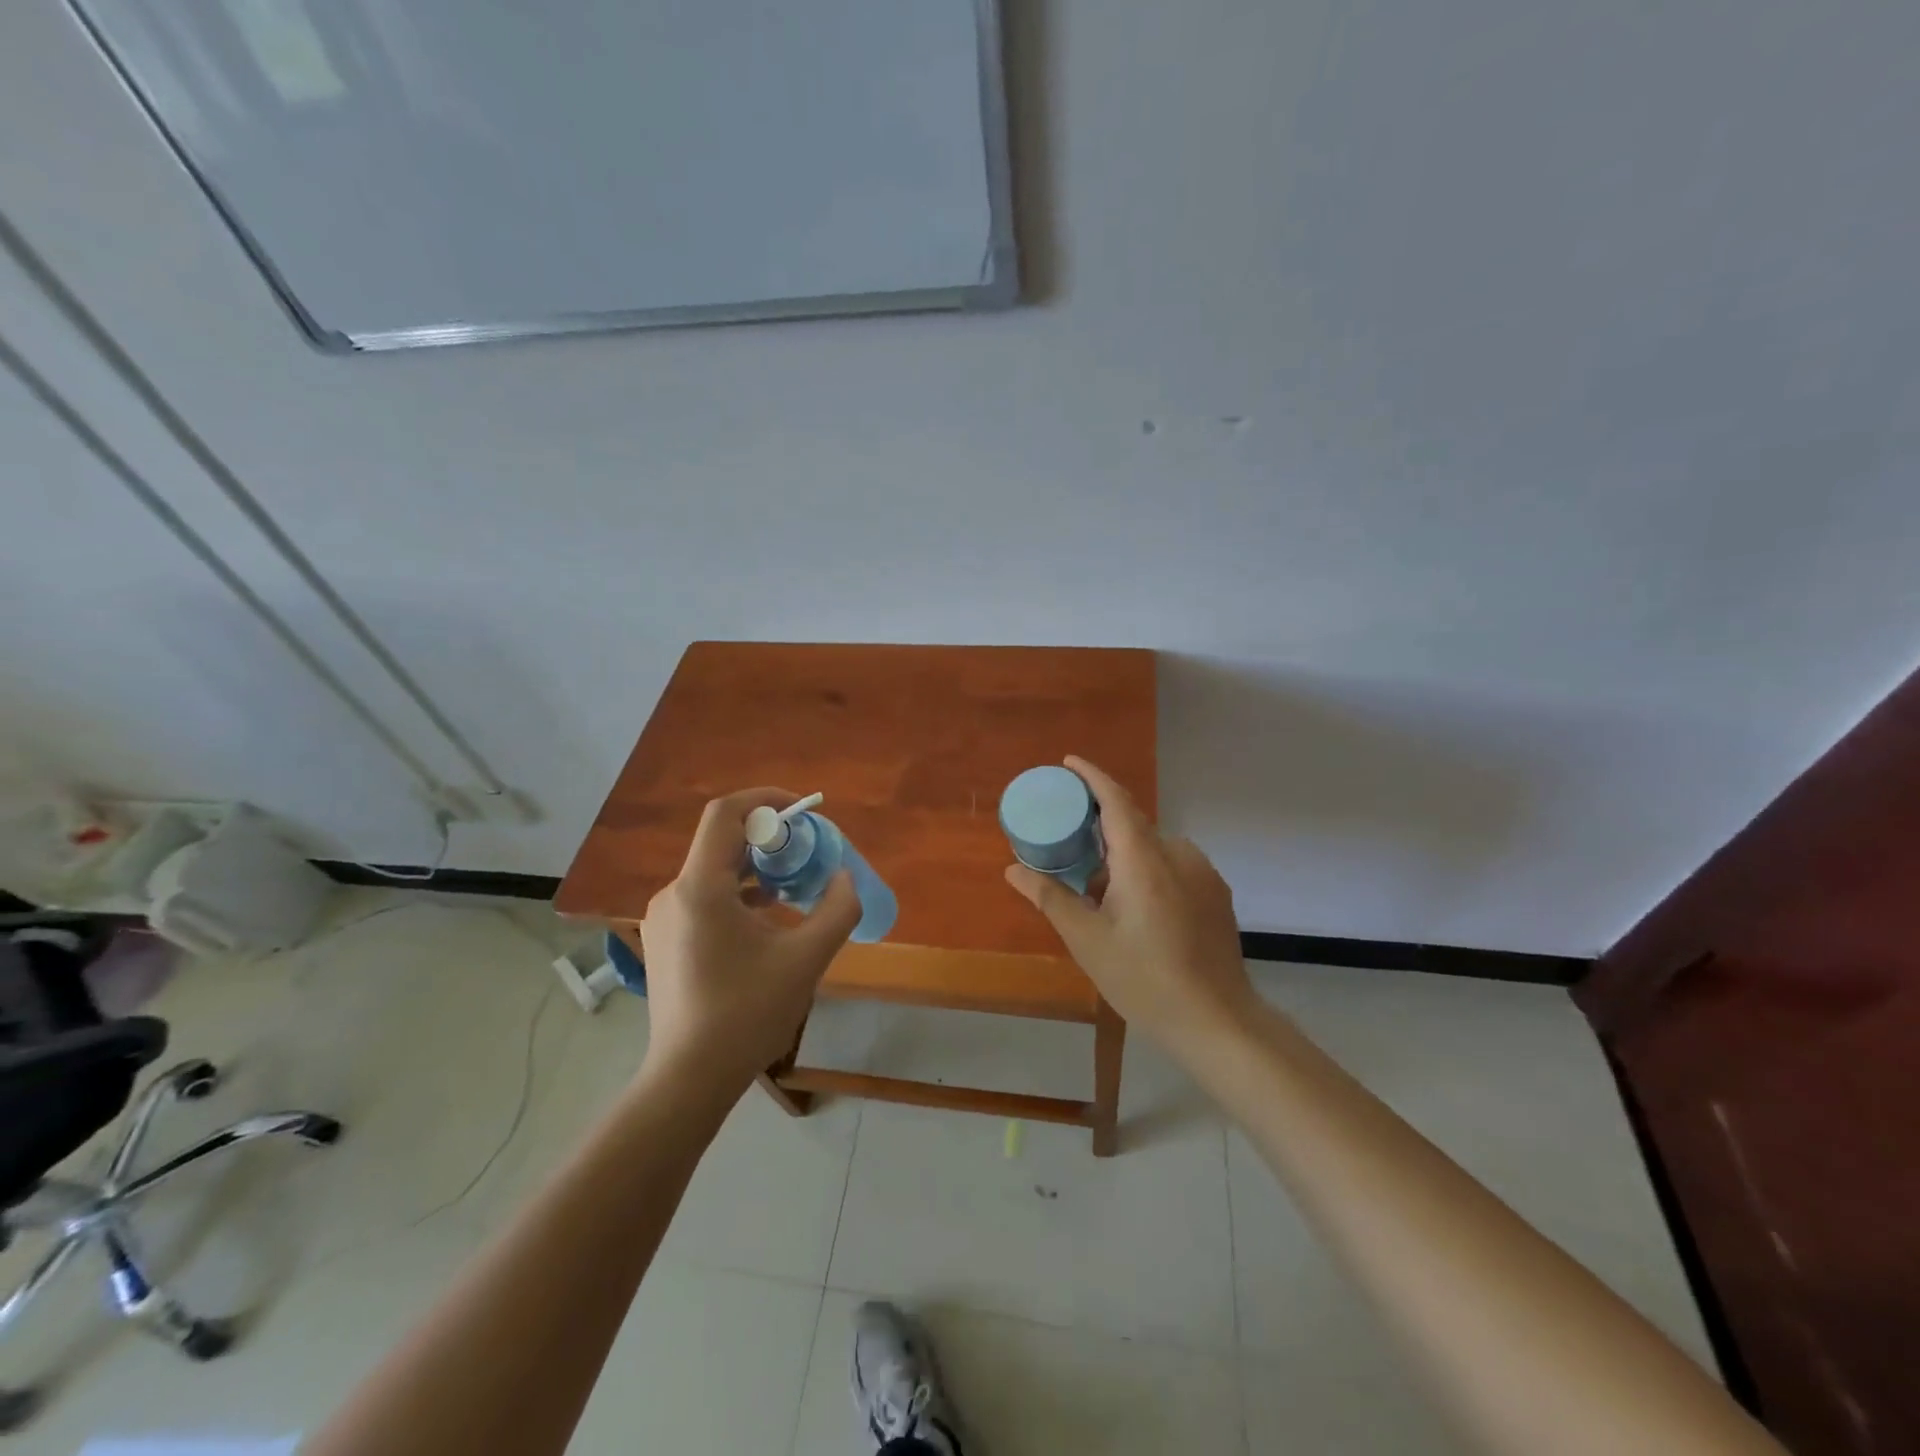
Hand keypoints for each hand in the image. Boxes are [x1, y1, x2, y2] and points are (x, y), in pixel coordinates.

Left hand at [638, 788, 862, 1096]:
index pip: (726, 813)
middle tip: (809, 854)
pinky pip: (705, 898)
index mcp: (701, 888)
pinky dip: (739, 894)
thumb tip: (844, 879)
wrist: (688, 1079)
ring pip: (714, 872)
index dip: (766, 799)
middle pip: (722, 841)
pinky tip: (767, 921)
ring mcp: (664, 919)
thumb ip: (837, 910)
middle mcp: (674, 893)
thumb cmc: (747, 1014)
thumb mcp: (806, 959)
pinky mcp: (665, 941)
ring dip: (757, 869)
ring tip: (794, 889)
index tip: (803, 811)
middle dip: (770, 838)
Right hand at [1005, 756, 1253, 1055]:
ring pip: (1153, 849)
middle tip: (1070, 853)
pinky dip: (1148, 873)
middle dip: (1099, 832)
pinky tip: (1138, 913)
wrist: (1216, 1021)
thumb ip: (1050, 897)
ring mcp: (1202, 873)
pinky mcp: (1216, 893)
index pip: (1116, 799)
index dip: (1092, 776)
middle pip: (1132, 825)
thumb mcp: (1087, 940)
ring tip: (1101, 897)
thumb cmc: (1143, 978)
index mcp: (1143, 858)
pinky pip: (1173, 867)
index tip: (1068, 764)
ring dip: (1124, 859)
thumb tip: (1013, 869)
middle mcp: (1177, 853)